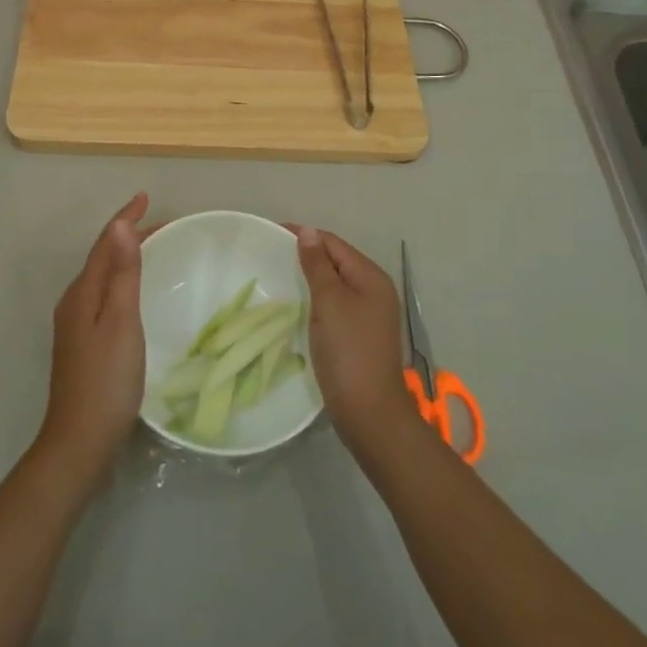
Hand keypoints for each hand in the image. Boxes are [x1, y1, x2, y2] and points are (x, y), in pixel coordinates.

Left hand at [36, 193, 155, 492]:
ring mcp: (75, 324)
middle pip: (102, 256)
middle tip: (162, 224)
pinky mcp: (83, 343)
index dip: (126, 218)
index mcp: (83, 293)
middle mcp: (75, 302)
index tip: (146, 196)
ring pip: (102, 277)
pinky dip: (121, 281)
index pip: (105, 243)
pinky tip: (134, 293)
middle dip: (128, 235)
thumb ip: (122, 274)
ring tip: (153, 249)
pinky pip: (103, 295)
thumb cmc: (107, 380)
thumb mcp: (121, 322)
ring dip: (125, 257)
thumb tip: (120, 226)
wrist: (79, 443)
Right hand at [292, 226, 417, 455]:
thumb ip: (317, 265)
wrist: (369, 413)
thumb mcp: (329, 302)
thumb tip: (308, 232)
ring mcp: (369, 314)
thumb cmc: (348, 351)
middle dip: (307, 255)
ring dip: (310, 277)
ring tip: (279, 275)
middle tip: (271, 254)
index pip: (333, 243)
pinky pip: (335, 304)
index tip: (272, 232)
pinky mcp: (360, 335)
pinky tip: (298, 304)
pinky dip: (316, 298)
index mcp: (371, 277)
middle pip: (336, 261)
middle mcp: (375, 290)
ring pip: (335, 284)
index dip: (305, 235)